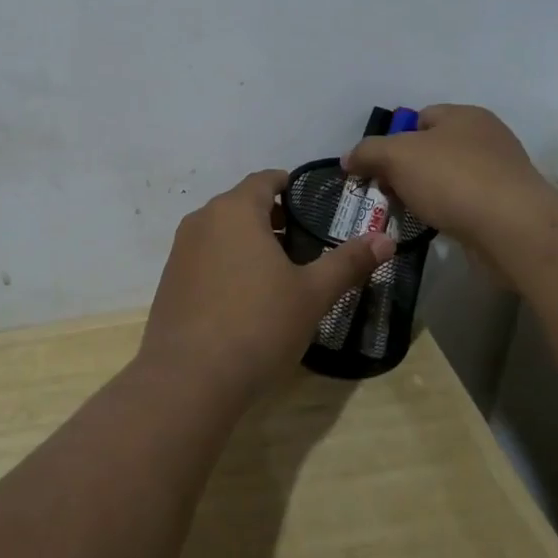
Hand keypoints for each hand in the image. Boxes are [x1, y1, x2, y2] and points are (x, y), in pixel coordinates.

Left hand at [138, 170, 392, 402]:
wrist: (188, 379)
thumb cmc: (257, 324)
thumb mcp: (312, 294)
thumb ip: (348, 262)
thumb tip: (387, 239)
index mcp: (235, 210)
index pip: (264, 179)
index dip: (290, 185)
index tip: (313, 204)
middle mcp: (202, 220)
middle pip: (242, 205)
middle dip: (274, 217)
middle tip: (307, 242)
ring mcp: (181, 251)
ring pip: (222, 232)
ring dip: (250, 242)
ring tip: (281, 272)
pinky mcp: (170, 281)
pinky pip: (206, 258)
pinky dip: (228, 264)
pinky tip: (247, 298)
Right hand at [342, 105, 557, 269]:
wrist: (513, 229)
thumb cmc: (453, 179)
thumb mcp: (396, 156)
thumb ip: (368, 152)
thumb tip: (349, 158)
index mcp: (464, 115)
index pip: (419, 117)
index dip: (393, 139)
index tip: (376, 168)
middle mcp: (486, 137)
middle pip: (432, 149)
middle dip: (406, 170)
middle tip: (388, 192)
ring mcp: (501, 172)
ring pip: (449, 178)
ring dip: (427, 194)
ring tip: (409, 214)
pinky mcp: (508, 206)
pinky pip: (466, 203)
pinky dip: (449, 213)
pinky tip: (438, 227)